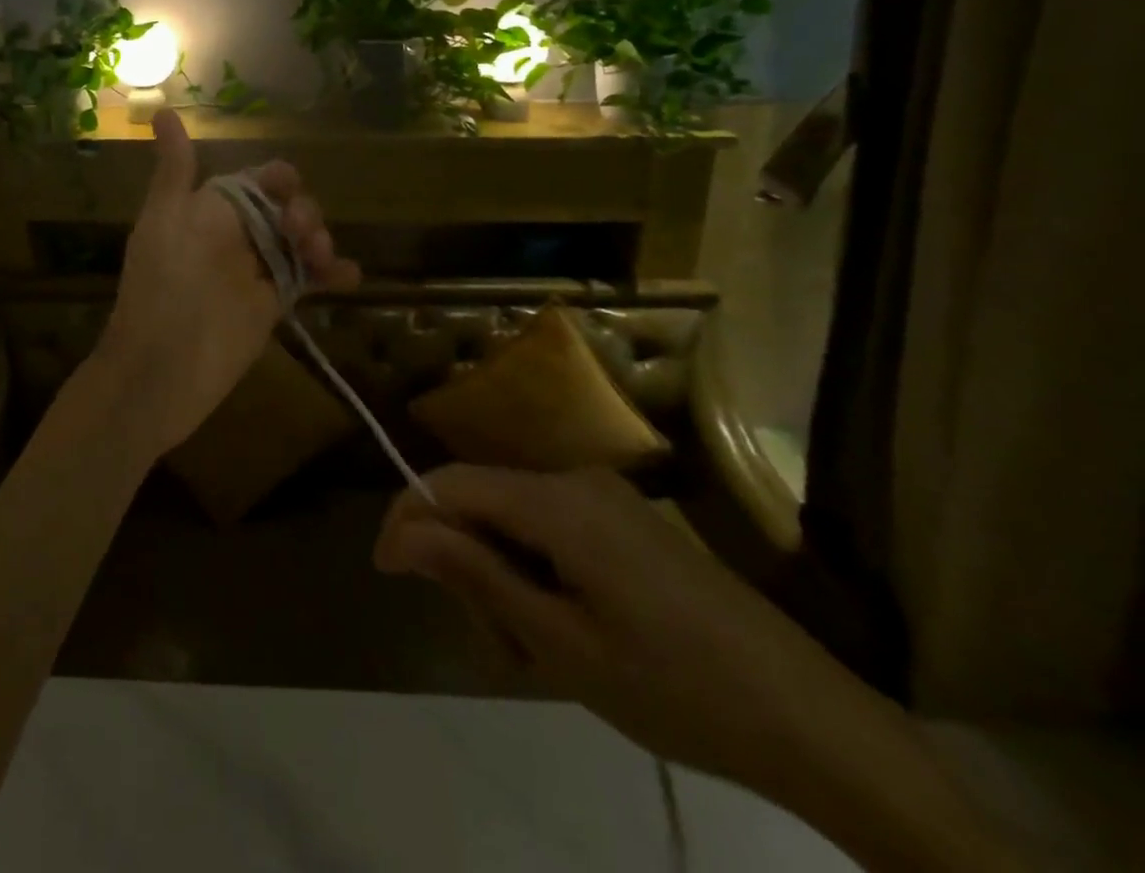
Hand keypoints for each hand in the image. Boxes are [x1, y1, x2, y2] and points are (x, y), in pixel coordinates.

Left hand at [98, 108, 358, 456]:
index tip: (289, 185)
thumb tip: (163, 111)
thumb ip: (174, 171)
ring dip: (320, 238)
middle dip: (302, 211)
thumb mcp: (164, 220)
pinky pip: (307, 281)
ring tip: (322, 254)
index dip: (276, 179)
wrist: (160, 371)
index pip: (253, 182)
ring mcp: (255, 272)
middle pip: (284, 209)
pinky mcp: (271, 307)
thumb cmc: (160, 288)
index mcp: (208, 211)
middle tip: (304, 232)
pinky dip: (332, 274)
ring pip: (299, 242)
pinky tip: (351, 276)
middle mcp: (235, 237)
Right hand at [374, 466, 1018, 868]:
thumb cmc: (676, 688)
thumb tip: (399, 533)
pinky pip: (552, 530)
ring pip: (514, 519)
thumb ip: (473, 574)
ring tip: (535, 652)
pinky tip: (566, 631)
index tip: (386, 573)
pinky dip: (537, 573)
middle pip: (481, 500)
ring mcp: (607, 499)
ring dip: (502, 576)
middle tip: (494, 644)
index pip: (449, 483)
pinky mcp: (629, 523)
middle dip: (466, 562)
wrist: (818, 725)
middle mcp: (576, 480)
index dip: (407, 519)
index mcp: (556, 500)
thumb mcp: (559, 642)